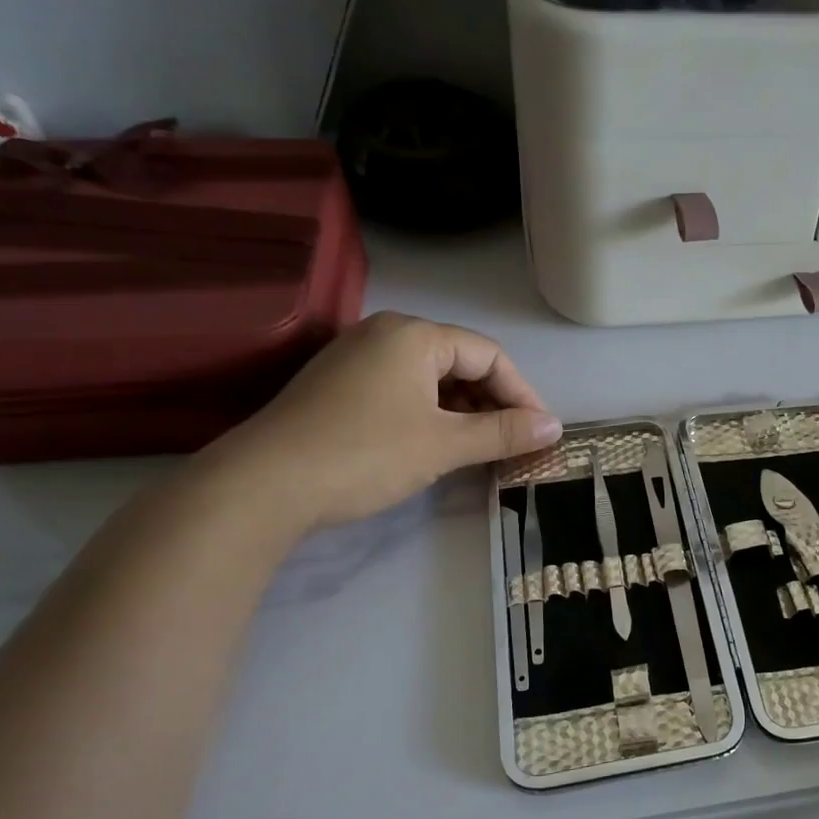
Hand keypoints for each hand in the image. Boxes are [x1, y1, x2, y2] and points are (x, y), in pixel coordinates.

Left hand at [201, 314, 561, 533]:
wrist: (264, 484)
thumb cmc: (365, 454)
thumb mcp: (444, 444)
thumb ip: (503, 433)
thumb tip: (555, 427)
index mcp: (413, 335)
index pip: (489, 355)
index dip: (522, 393)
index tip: (540, 433)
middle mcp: (384, 334)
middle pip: (460, 363)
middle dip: (493, 404)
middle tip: (512, 444)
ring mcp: (356, 359)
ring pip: (430, 380)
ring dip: (463, 413)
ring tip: (480, 450)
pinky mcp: (338, 387)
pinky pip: (402, 392)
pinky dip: (430, 416)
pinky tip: (437, 446)